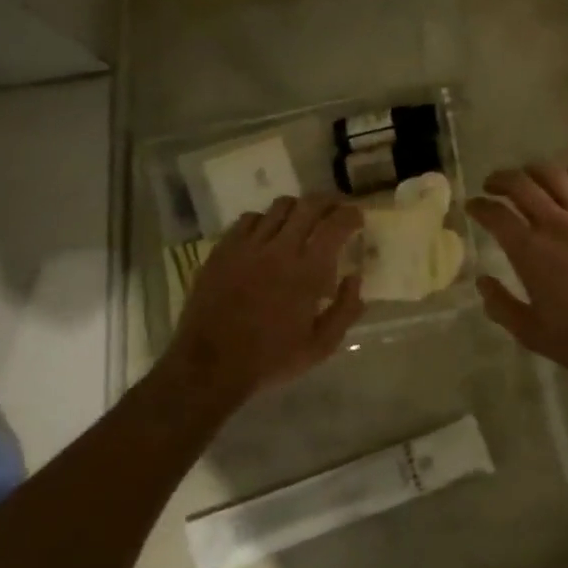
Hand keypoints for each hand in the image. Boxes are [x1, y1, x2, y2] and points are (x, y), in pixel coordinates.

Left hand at [157, 195, 363, 410]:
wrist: (210, 365)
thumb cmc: (271, 359)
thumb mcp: (321, 346)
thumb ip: (345, 310)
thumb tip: (355, 278)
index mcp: (307, 271)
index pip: (335, 225)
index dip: (350, 215)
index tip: (358, 217)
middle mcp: (279, 249)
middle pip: (308, 205)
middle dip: (328, 202)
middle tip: (335, 211)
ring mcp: (247, 246)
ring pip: (278, 207)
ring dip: (298, 208)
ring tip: (303, 221)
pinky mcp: (223, 249)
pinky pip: (249, 219)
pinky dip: (265, 220)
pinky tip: (267, 235)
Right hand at [467, 164, 567, 412]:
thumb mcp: (533, 334)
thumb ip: (501, 305)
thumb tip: (482, 281)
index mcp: (531, 251)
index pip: (495, 214)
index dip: (478, 206)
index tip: (472, 206)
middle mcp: (558, 223)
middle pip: (522, 184)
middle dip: (500, 179)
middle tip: (492, 185)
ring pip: (556, 175)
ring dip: (534, 170)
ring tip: (528, 177)